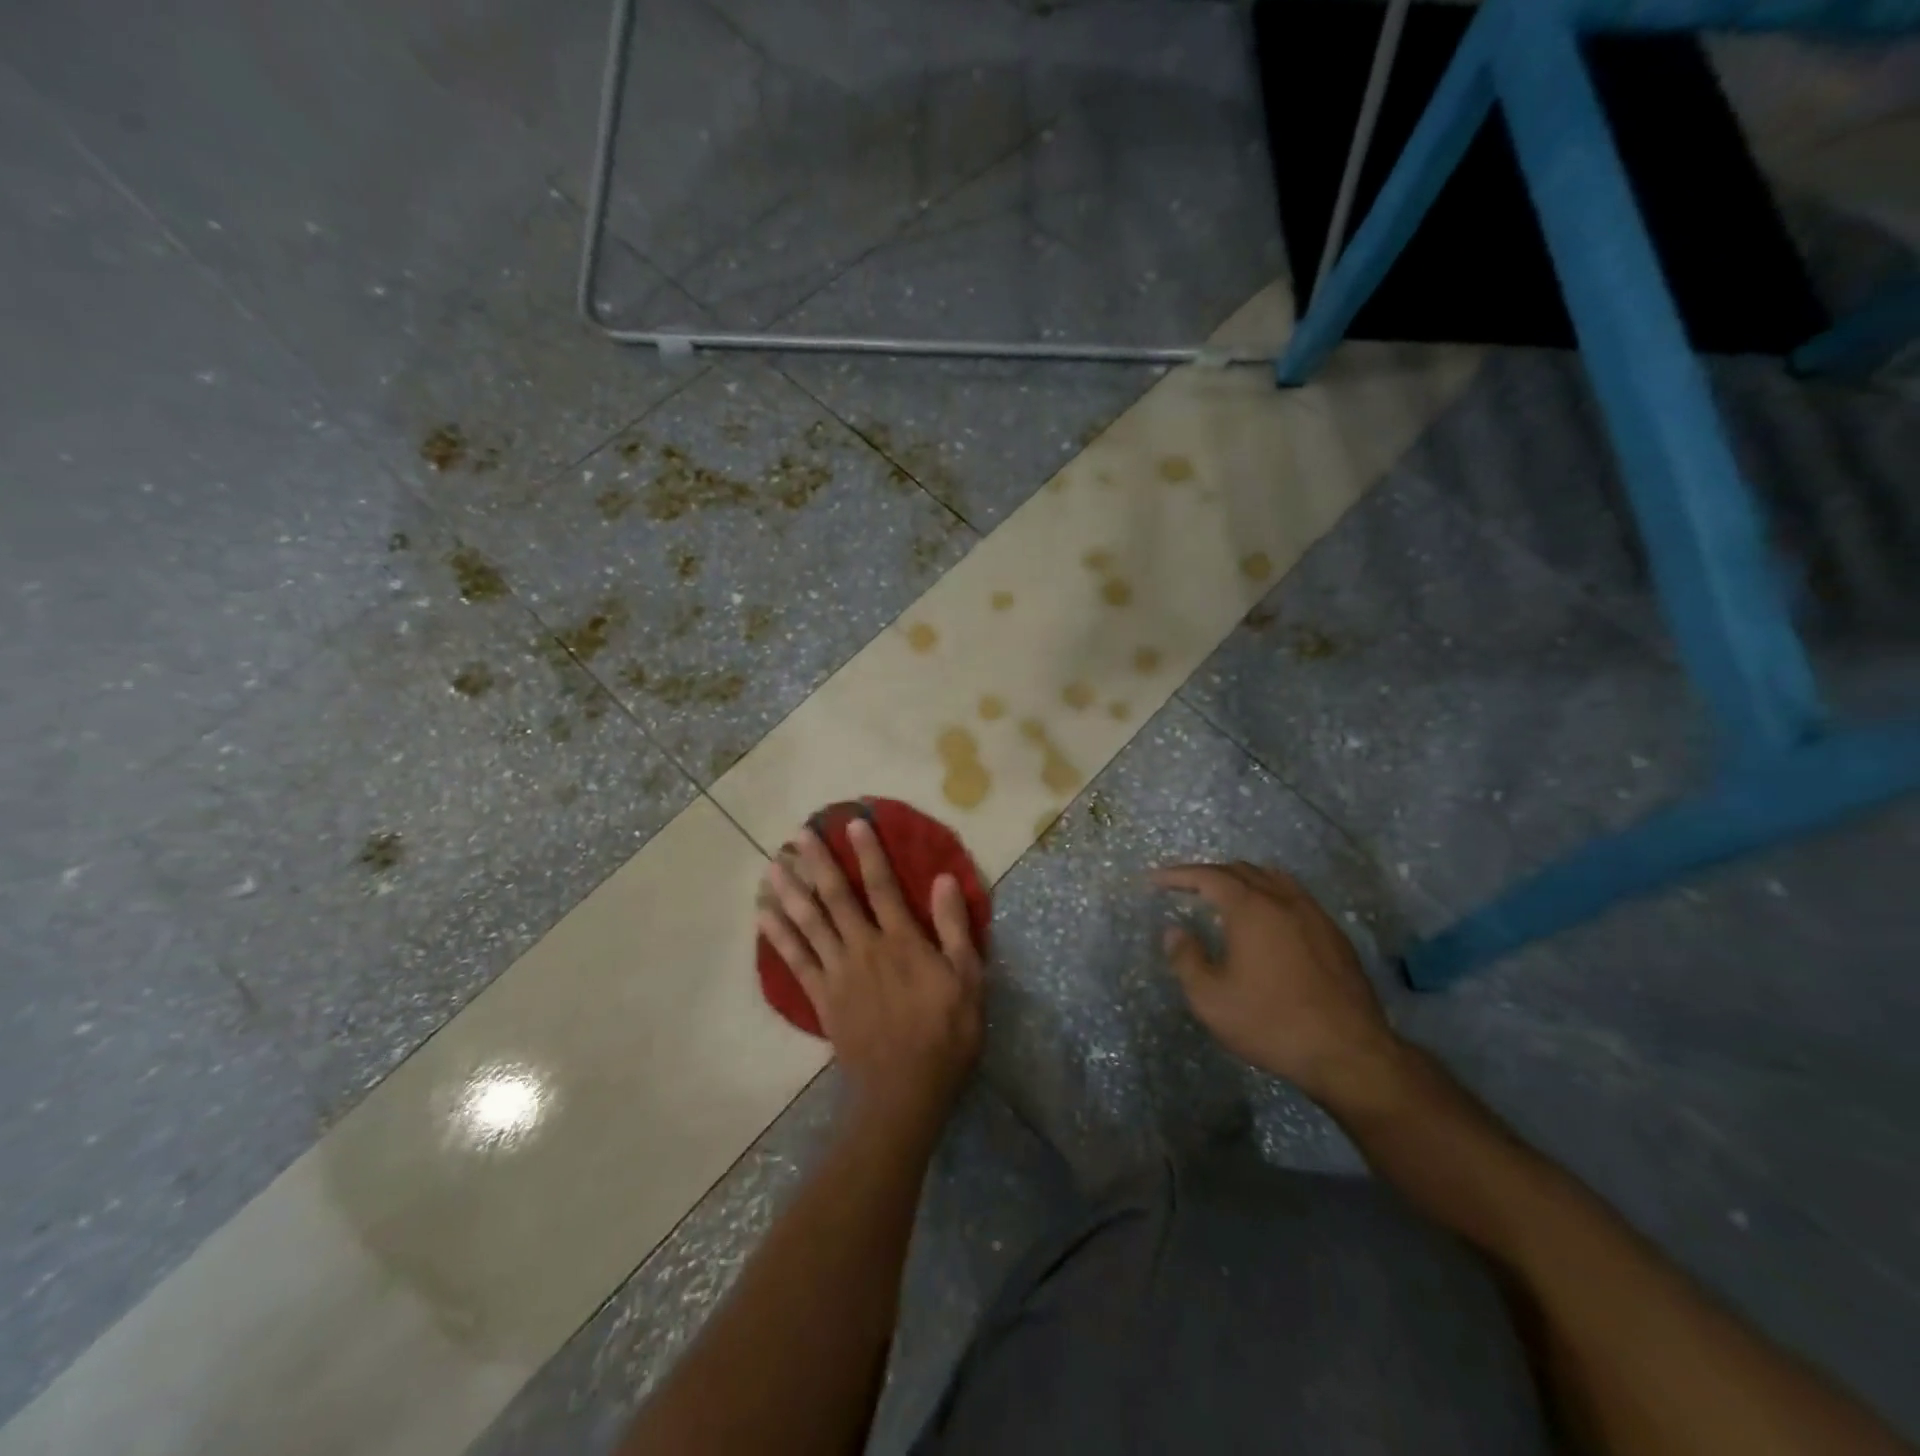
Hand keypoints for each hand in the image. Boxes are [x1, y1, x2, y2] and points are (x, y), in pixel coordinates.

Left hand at [758, 819, 984, 1141]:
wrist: (904, 1093)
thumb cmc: (945, 1035)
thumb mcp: (967, 980)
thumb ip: (953, 928)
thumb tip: (942, 879)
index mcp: (901, 941)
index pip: (882, 886)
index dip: (868, 852)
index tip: (853, 823)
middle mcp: (864, 948)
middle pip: (836, 897)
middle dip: (817, 863)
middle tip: (799, 835)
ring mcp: (837, 973)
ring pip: (809, 923)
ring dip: (790, 891)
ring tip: (773, 864)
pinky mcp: (822, 998)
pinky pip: (795, 960)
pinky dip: (778, 936)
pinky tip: (763, 916)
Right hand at [1154, 862, 1407, 1114]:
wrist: (1349, 1053)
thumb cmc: (1272, 1023)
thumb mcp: (1211, 999)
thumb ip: (1186, 959)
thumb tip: (1175, 932)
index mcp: (1251, 908)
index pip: (1208, 876)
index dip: (1177, 875)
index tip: (1155, 880)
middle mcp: (1283, 900)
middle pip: (1241, 870)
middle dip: (1208, 873)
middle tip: (1185, 887)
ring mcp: (1314, 915)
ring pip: (1272, 878)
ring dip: (1242, 879)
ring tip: (1223, 895)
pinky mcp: (1334, 934)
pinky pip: (1295, 896)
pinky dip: (1269, 894)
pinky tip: (1265, 919)